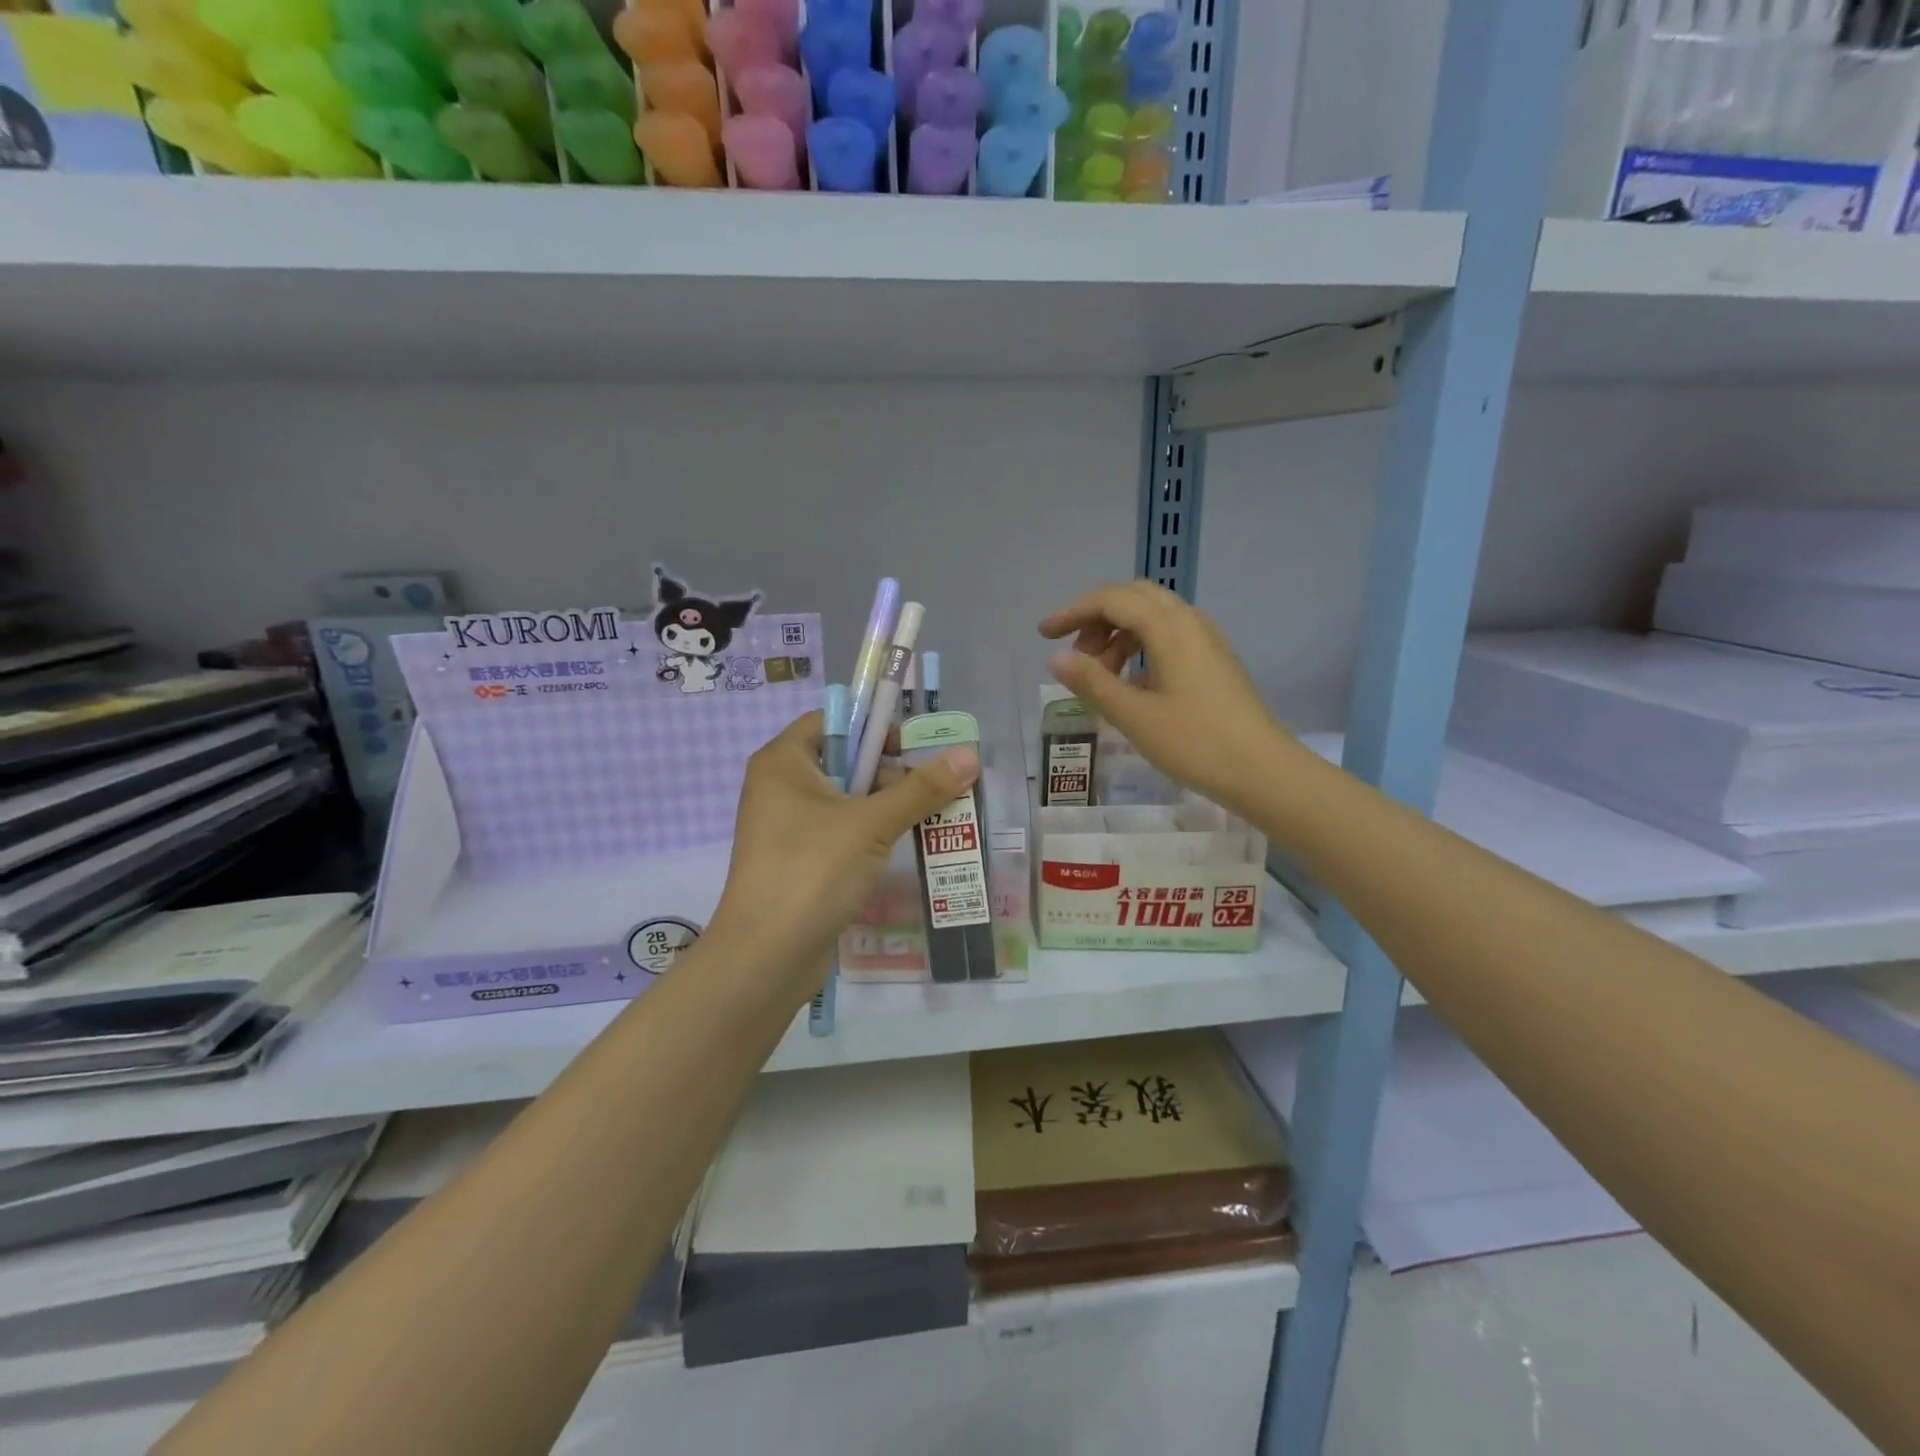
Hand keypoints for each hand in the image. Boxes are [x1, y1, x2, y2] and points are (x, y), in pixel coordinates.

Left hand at [710, 711, 979, 998]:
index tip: (913, 749)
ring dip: (887, 806)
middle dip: (891, 772)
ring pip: (846, 801)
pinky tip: (905, 846)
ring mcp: (787, 827)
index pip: (833, 721)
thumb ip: (921, 788)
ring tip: (933, 817)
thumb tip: (971, 755)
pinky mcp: (798, 861)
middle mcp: (780, 787)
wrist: (765, 957)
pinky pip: (840, 833)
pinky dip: (871, 835)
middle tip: (934, 788)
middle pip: (844, 761)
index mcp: (784, 762)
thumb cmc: (813, 870)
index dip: (874, 728)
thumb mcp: (872, 823)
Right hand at [1039, 580, 1290, 816]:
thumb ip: (1092, 682)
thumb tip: (1055, 658)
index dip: (1072, 612)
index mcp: (1169, 628)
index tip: (1044, 636)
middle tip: (1073, 654)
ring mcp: (1205, 640)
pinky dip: (1139, 648)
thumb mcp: (1134, 715)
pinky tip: (1130, 684)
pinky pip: (1167, 636)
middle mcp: (1189, 622)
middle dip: (1095, 618)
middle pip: (1132, 597)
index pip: (1111, 599)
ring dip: (1117, 635)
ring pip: (1151, 617)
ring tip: (1099, 676)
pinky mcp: (1212, 660)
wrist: (1262, 770)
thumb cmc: (1195, 743)